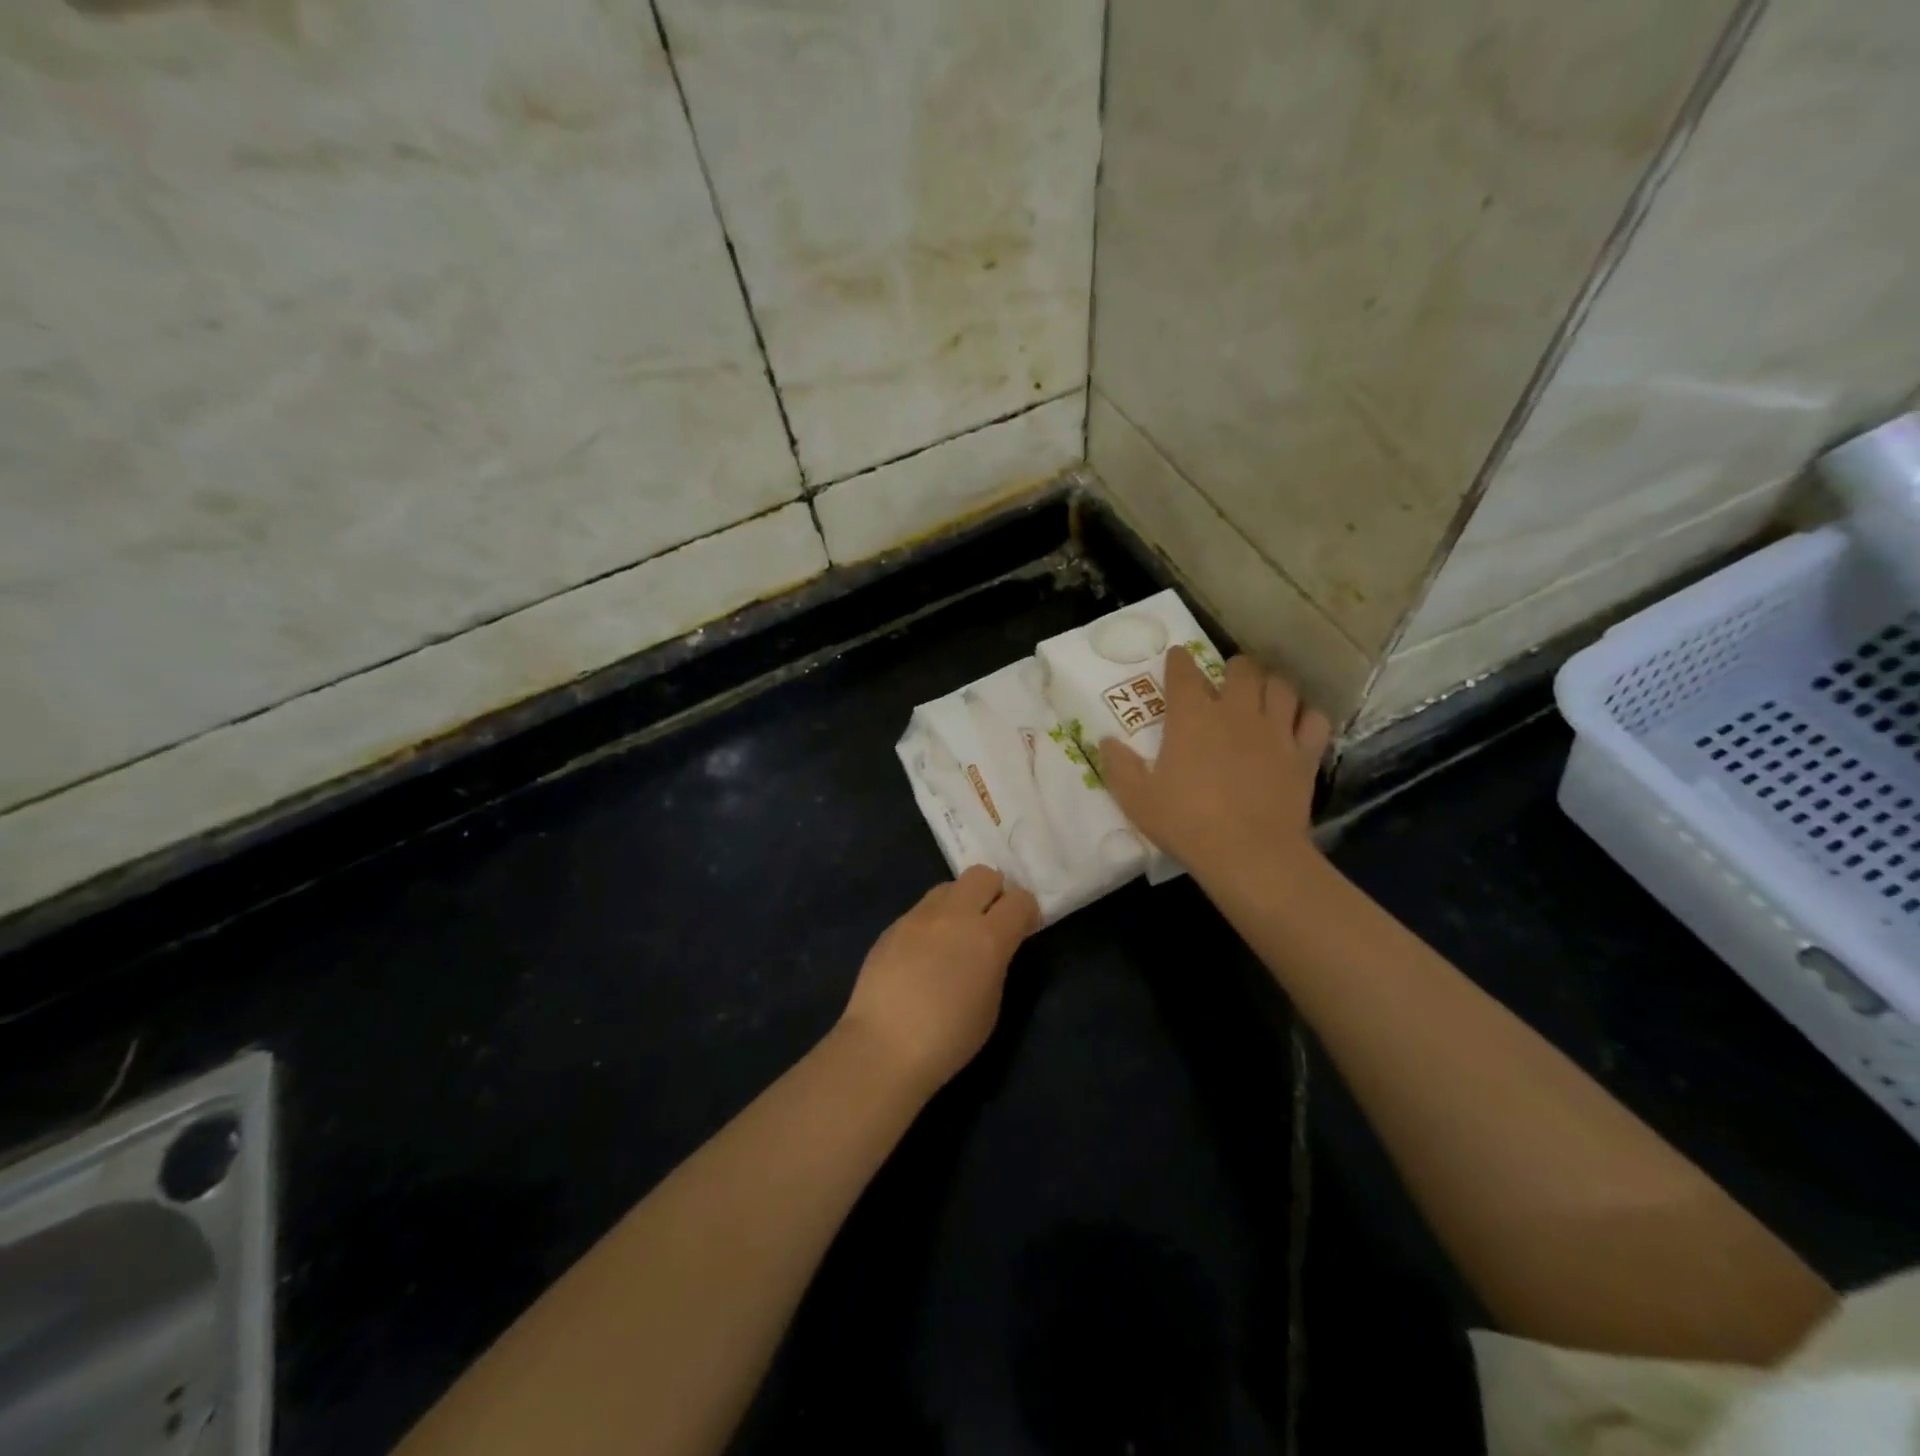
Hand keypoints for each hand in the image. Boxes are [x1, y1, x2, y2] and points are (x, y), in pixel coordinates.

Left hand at [838, 865, 1039, 1097]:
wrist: (883, 1047)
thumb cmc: (948, 1038)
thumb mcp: (991, 1005)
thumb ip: (996, 964)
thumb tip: (990, 949)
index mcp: (988, 937)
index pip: (1021, 899)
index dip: (1026, 912)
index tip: (1022, 930)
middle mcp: (954, 915)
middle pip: (983, 875)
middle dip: (993, 892)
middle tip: (989, 923)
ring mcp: (918, 916)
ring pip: (948, 887)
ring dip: (959, 903)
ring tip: (952, 937)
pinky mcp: (892, 926)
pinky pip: (921, 910)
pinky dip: (931, 923)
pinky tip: (921, 955)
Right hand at [1099, 649, 1329, 886]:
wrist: (1249, 853)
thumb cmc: (1187, 822)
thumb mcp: (1136, 799)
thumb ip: (1118, 766)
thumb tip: (1105, 740)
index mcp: (1192, 716)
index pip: (1184, 673)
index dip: (1178, 661)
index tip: (1176, 657)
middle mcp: (1236, 711)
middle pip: (1242, 669)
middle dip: (1234, 667)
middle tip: (1227, 678)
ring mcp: (1275, 730)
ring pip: (1281, 686)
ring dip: (1270, 685)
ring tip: (1263, 694)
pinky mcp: (1304, 754)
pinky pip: (1313, 719)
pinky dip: (1305, 715)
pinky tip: (1296, 723)